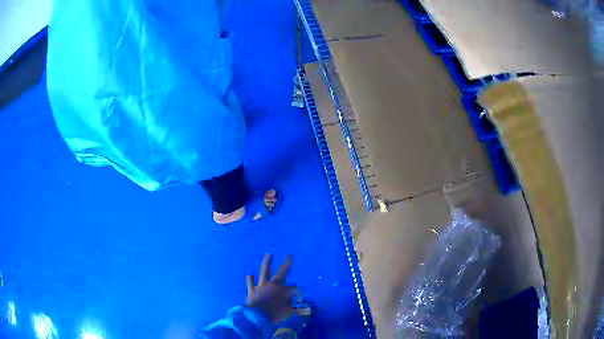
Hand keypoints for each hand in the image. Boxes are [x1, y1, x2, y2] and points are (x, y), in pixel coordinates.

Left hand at [246, 254, 297, 323]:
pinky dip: (250, 278)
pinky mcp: (252, 289)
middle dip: (286, 264)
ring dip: (267, 263)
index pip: (293, 288)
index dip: (298, 293)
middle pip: (281, 273)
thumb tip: (309, 311)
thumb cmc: (274, 314)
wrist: (257, 316)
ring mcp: (261, 286)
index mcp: (283, 290)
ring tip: (268, 254)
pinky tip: (250, 274)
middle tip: (289, 256)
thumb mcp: (288, 313)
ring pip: (264, 272)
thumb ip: (299, 311)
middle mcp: (273, 285)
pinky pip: (250, 282)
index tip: (299, 298)